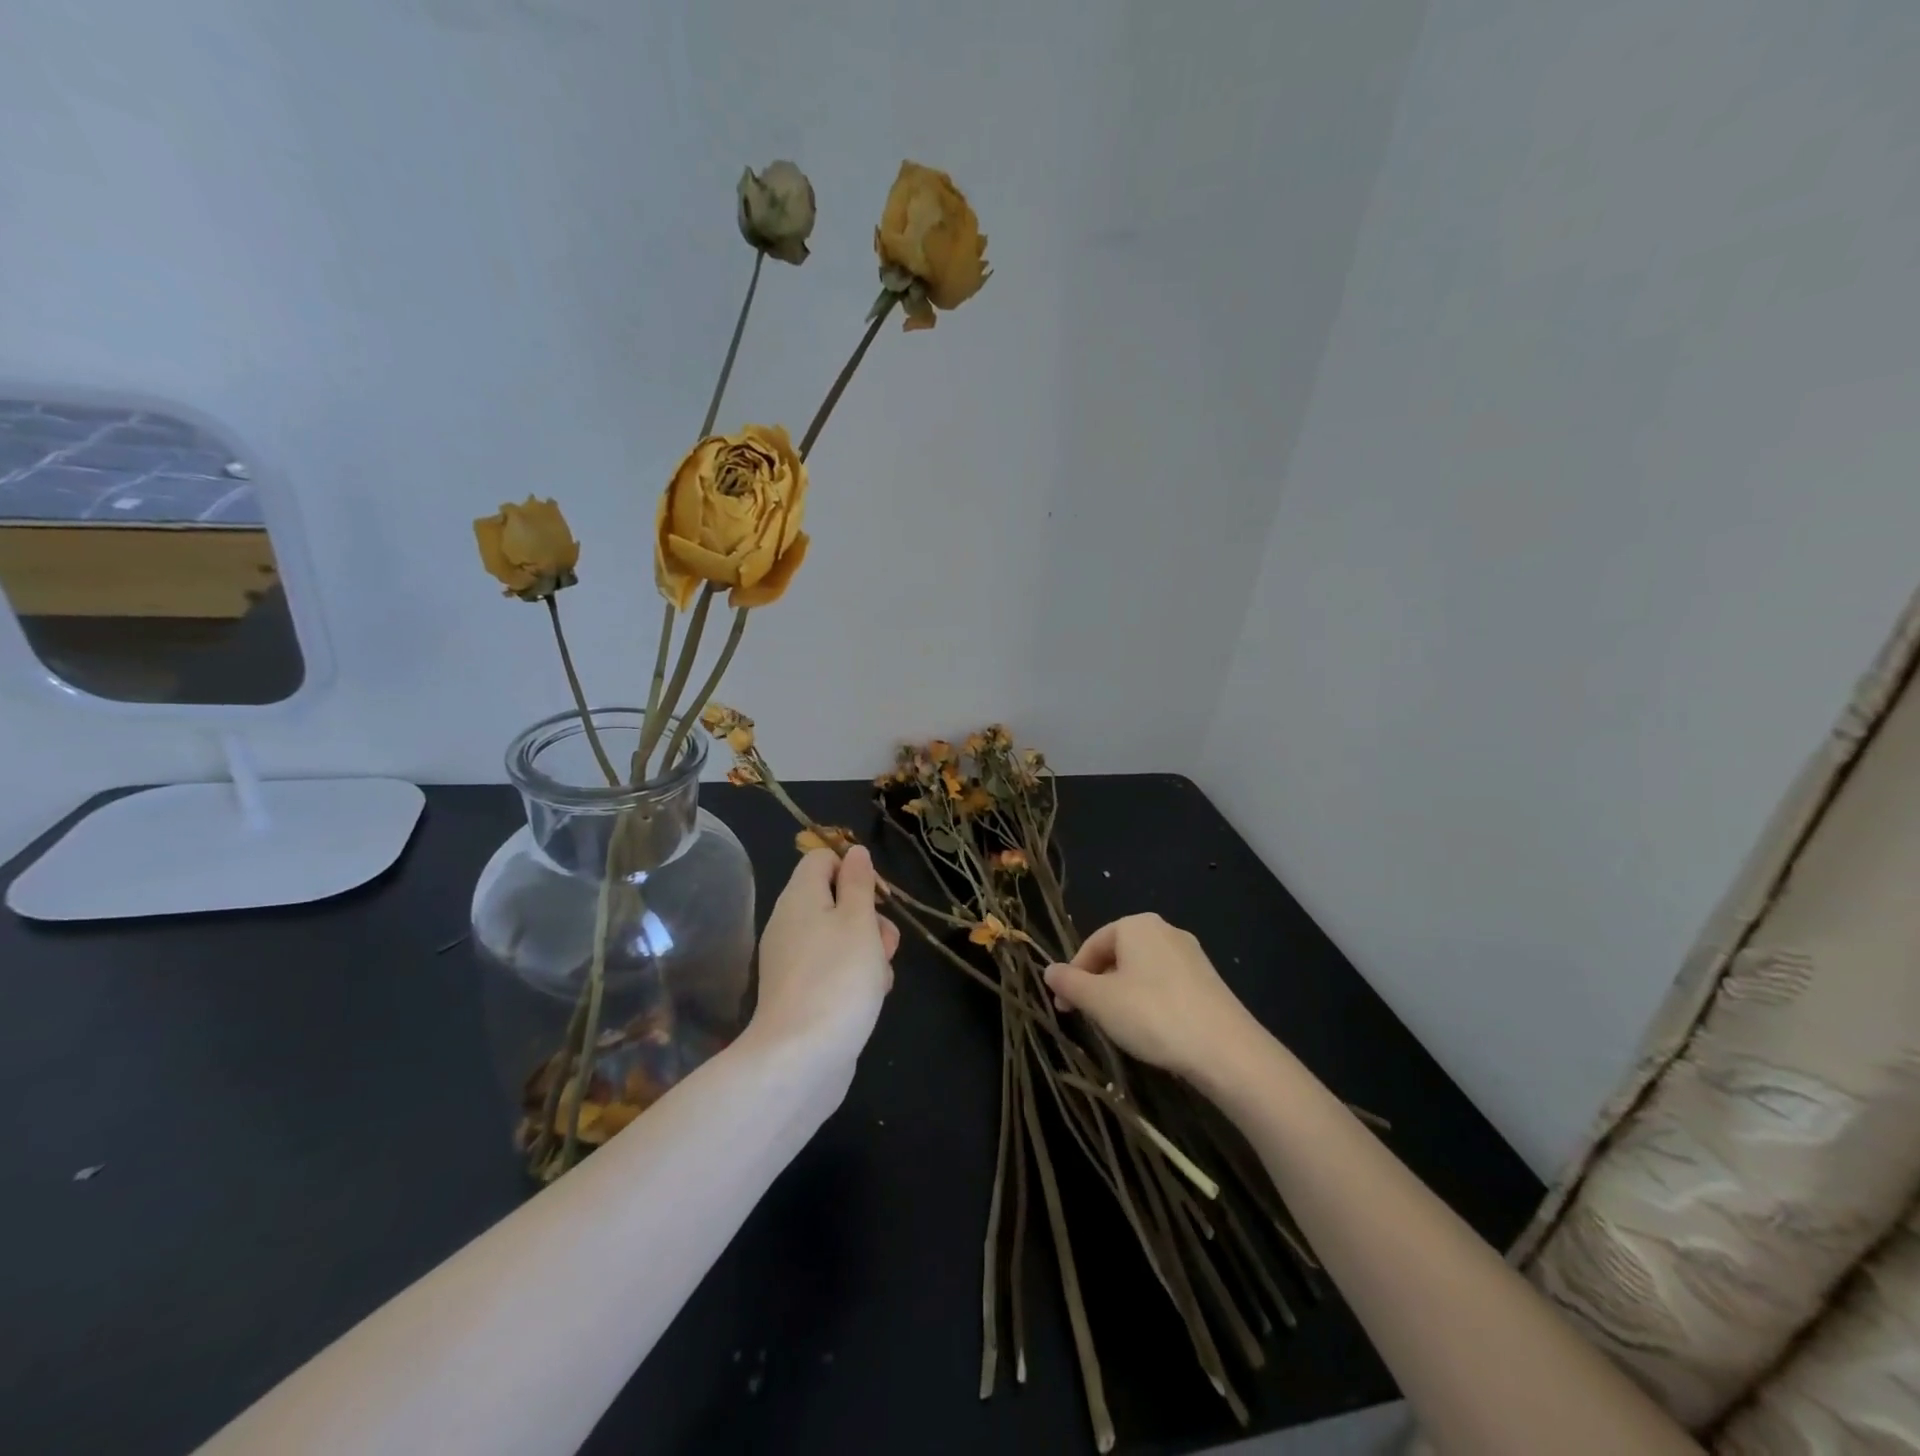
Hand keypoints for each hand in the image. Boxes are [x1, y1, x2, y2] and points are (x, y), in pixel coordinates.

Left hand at [749, 846, 899, 1064]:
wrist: (802, 1059)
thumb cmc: (838, 978)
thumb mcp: (858, 921)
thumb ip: (858, 883)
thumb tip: (854, 852)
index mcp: (799, 898)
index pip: (822, 859)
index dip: (853, 869)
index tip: (876, 896)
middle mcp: (791, 924)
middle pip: (837, 901)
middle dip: (870, 919)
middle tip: (884, 943)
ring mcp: (794, 961)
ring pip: (843, 939)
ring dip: (870, 952)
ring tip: (879, 978)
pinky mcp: (802, 994)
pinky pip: (835, 970)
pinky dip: (855, 978)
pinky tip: (871, 999)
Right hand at [1044, 914, 1261, 1080]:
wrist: (1226, 1049)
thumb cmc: (1152, 1015)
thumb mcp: (1099, 1001)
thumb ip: (1069, 983)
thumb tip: (1048, 970)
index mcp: (1136, 925)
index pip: (1092, 945)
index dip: (1073, 976)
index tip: (1064, 1008)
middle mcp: (1165, 930)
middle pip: (1117, 955)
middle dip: (1098, 985)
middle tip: (1088, 1018)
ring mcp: (1191, 955)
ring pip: (1141, 971)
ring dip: (1123, 995)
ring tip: (1119, 1028)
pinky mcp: (1208, 981)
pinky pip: (1166, 985)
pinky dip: (1150, 1002)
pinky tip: (1152, 1030)